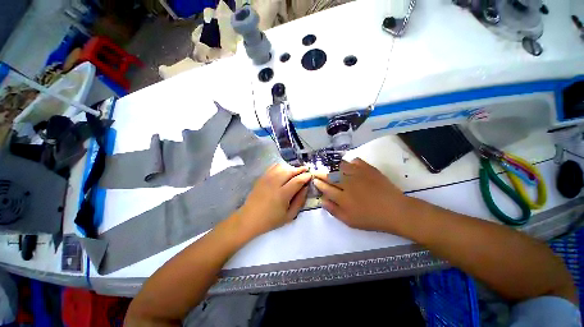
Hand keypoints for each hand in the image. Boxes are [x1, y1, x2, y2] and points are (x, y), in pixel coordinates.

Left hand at [236, 163, 311, 237]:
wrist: (249, 219)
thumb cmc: (271, 220)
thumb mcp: (289, 216)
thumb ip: (299, 201)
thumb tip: (305, 188)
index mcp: (282, 194)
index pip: (297, 180)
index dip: (306, 176)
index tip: (311, 175)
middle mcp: (274, 183)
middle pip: (290, 171)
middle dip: (300, 169)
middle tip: (306, 170)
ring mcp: (266, 179)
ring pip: (281, 166)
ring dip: (290, 167)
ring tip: (295, 171)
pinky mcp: (261, 177)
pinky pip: (273, 167)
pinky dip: (281, 166)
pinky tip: (284, 171)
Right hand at [313, 158, 410, 232]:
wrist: (395, 210)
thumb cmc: (371, 218)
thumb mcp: (350, 221)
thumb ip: (334, 211)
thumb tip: (322, 200)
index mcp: (342, 197)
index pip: (325, 188)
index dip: (318, 183)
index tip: (314, 180)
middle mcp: (347, 183)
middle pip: (330, 176)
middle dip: (320, 173)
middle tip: (316, 171)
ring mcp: (358, 175)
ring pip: (340, 166)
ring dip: (333, 167)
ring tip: (330, 167)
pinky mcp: (368, 169)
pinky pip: (355, 161)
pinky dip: (350, 162)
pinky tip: (349, 165)